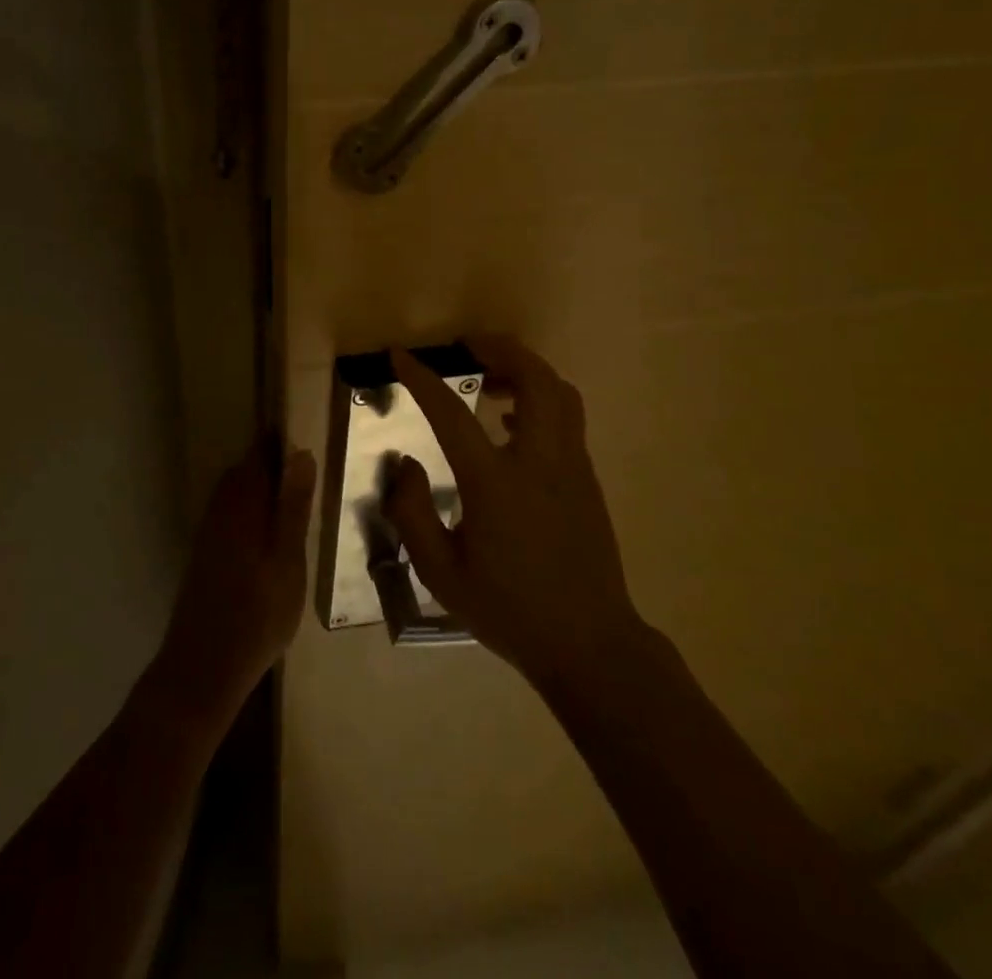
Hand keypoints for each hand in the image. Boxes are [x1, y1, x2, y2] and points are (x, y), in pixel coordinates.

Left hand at [143, 440, 315, 733]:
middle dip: (269, 462)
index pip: (258, 455)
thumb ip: (293, 506)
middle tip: (304, 466)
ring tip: (292, 499)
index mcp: (242, 504)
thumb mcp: (288, 559)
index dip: (277, 440)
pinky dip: (249, 511)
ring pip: (235, 493)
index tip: (301, 430)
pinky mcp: (205, 554)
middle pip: (244, 472)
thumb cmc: (257, 613)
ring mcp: (209, 532)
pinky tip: (267, 534)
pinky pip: (229, 514)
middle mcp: (220, 510)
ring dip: (259, 487)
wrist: (203, 667)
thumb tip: (300, 453)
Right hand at [386, 336, 648, 688]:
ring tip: (491, 379)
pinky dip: (540, 399)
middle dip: (501, 350)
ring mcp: (572, 467)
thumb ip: (412, 513)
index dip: (421, 379)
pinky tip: (510, 423)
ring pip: (560, 393)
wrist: (590, 645)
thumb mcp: (441, 573)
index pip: (451, 414)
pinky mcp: (587, 479)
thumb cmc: (509, 610)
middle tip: (469, 346)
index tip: (401, 355)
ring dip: (526, 371)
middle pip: (535, 379)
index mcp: (496, 484)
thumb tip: (406, 465)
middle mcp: (539, 462)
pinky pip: (567, 418)